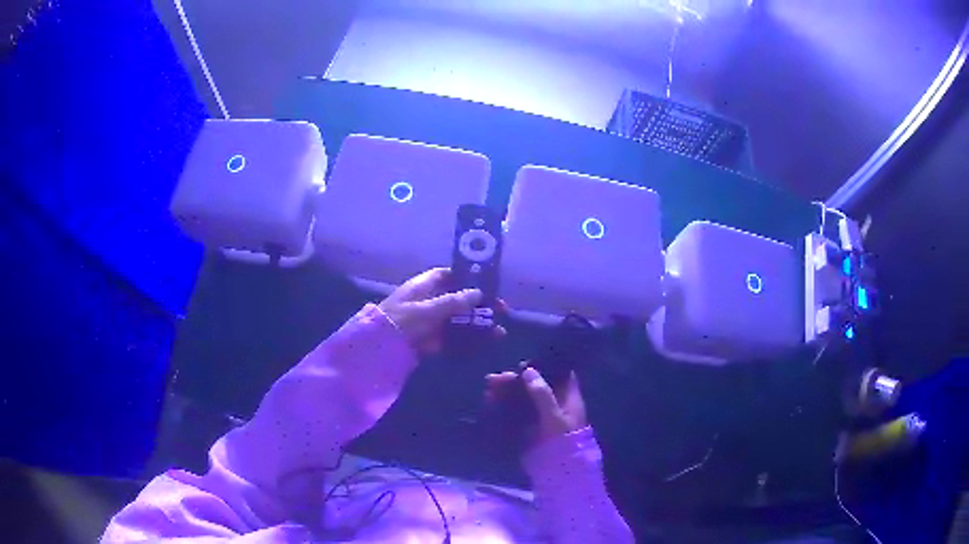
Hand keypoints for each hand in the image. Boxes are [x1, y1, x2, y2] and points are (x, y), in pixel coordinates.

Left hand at [378, 268, 506, 354]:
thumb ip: (454, 302)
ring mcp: (430, 321)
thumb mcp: (428, 309)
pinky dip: (468, 341)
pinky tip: (483, 345)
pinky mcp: (431, 340)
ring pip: (460, 320)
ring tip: (499, 333)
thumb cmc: (402, 320)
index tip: (488, 285)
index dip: (469, 278)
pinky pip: (453, 338)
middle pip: (460, 300)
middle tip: (502, 311)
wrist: (378, 347)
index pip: (450, 276)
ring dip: (479, 325)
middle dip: (481, 306)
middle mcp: (430, 301)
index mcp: (425, 285)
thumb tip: (478, 293)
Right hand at [485, 364, 587, 444]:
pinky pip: (516, 412)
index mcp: (567, 397)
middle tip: (493, 380)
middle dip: (514, 381)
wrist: (560, 470)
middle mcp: (555, 403)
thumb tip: (528, 371)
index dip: (543, 366)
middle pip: (534, 385)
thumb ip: (543, 395)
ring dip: (506, 393)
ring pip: (523, 398)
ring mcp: (542, 415)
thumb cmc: (563, 441)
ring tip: (488, 392)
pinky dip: (504, 407)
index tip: (522, 364)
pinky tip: (491, 405)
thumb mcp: (555, 417)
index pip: (558, 373)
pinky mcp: (530, 427)